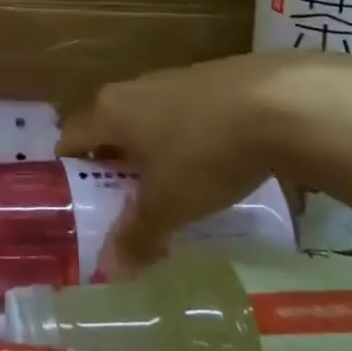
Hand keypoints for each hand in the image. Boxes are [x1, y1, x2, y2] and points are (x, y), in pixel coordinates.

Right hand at [57, 52, 351, 268]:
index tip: (81, 203)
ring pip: (146, 122)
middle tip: (128, 206)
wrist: (281, 105)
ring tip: (173, 191)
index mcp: (108, 110)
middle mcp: (131, 89)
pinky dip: (185, 141)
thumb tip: (109, 270)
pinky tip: (213, 167)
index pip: (70, 137)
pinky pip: (181, 116)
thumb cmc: (205, 152)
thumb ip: (137, 234)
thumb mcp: (170, 203)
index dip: (70, 171)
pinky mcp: (208, 81)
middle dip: (113, 167)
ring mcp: (171, 80)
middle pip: (107, 129)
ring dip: (151, 154)